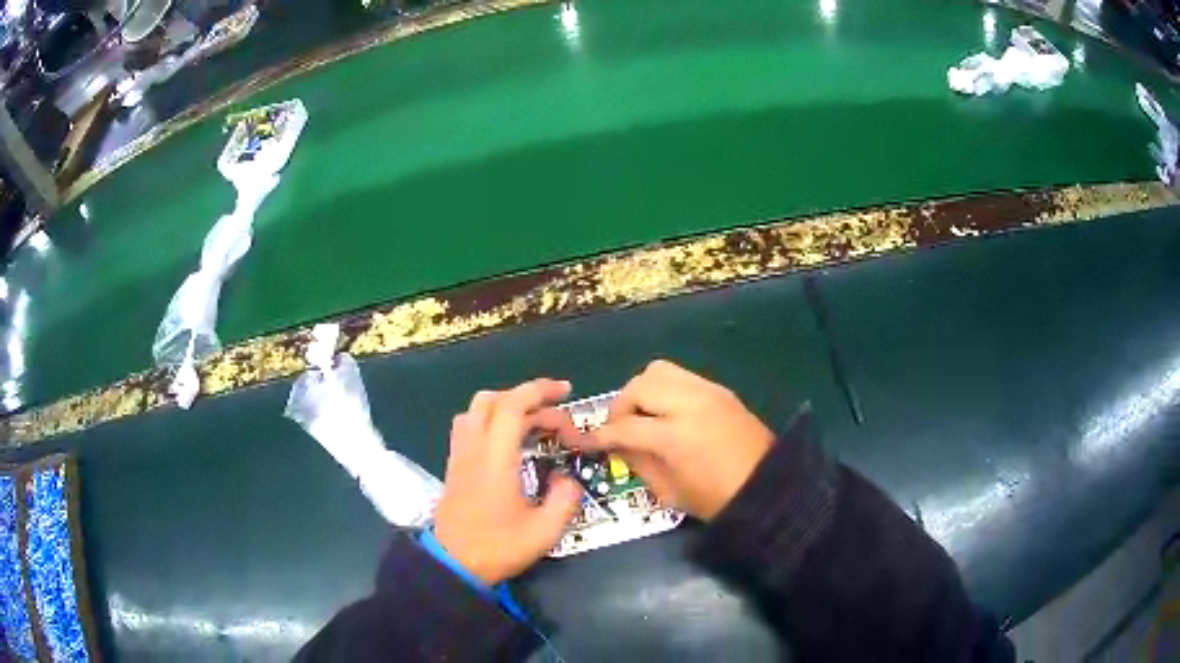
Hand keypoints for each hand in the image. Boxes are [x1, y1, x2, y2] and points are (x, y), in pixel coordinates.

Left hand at [434, 379, 583, 584]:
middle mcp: (473, 448)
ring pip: (476, 410)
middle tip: (555, 414)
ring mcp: (459, 455)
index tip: (566, 391)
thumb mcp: (544, 531)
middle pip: (493, 400)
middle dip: (527, 397)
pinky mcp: (454, 466)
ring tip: (532, 424)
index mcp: (495, 458)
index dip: (540, 391)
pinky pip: (469, 426)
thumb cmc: (498, 547)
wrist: (453, 563)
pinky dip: (491, 420)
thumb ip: (564, 499)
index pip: (513, 405)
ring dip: (506, 406)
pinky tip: (508, 442)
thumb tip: (567, 479)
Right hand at [576, 361, 774, 520]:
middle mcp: (689, 403)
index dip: (599, 435)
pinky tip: (668, 413)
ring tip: (643, 415)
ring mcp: (707, 391)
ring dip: (642, 391)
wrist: (768, 487)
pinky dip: (665, 390)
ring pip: (658, 370)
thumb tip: (618, 443)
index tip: (584, 442)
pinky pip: (681, 376)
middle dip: (620, 407)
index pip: (624, 426)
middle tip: (620, 428)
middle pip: (638, 387)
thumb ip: (638, 462)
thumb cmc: (716, 499)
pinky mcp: (719, 389)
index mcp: (675, 436)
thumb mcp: (668, 492)